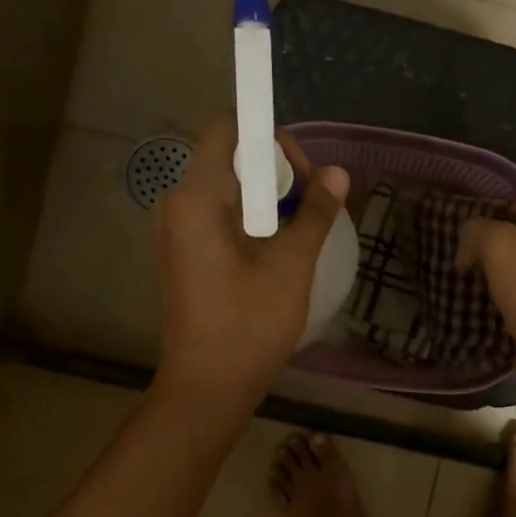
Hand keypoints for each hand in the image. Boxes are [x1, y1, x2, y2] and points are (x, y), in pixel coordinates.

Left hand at [155, 114, 349, 407]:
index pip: (229, 128)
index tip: (305, 178)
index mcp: (195, 197)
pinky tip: (278, 255)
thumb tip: (338, 173)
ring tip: (301, 237)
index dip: (272, 140)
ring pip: (230, 190)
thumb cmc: (248, 325)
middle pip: (231, 157)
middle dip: (277, 174)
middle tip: (312, 212)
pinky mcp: (185, 254)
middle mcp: (177, 204)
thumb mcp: (291, 265)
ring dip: (269, 202)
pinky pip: (221, 216)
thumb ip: (315, 213)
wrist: (208, 387)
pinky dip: (253, 222)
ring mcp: (177, 231)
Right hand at [455, 199, 515, 383]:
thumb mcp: (496, 243)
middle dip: (494, 244)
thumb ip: (477, 230)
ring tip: (475, 280)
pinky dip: (512, 292)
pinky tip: (494, 301)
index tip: (465, 232)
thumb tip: (467, 244)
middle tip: (466, 257)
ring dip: (502, 270)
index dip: (488, 214)